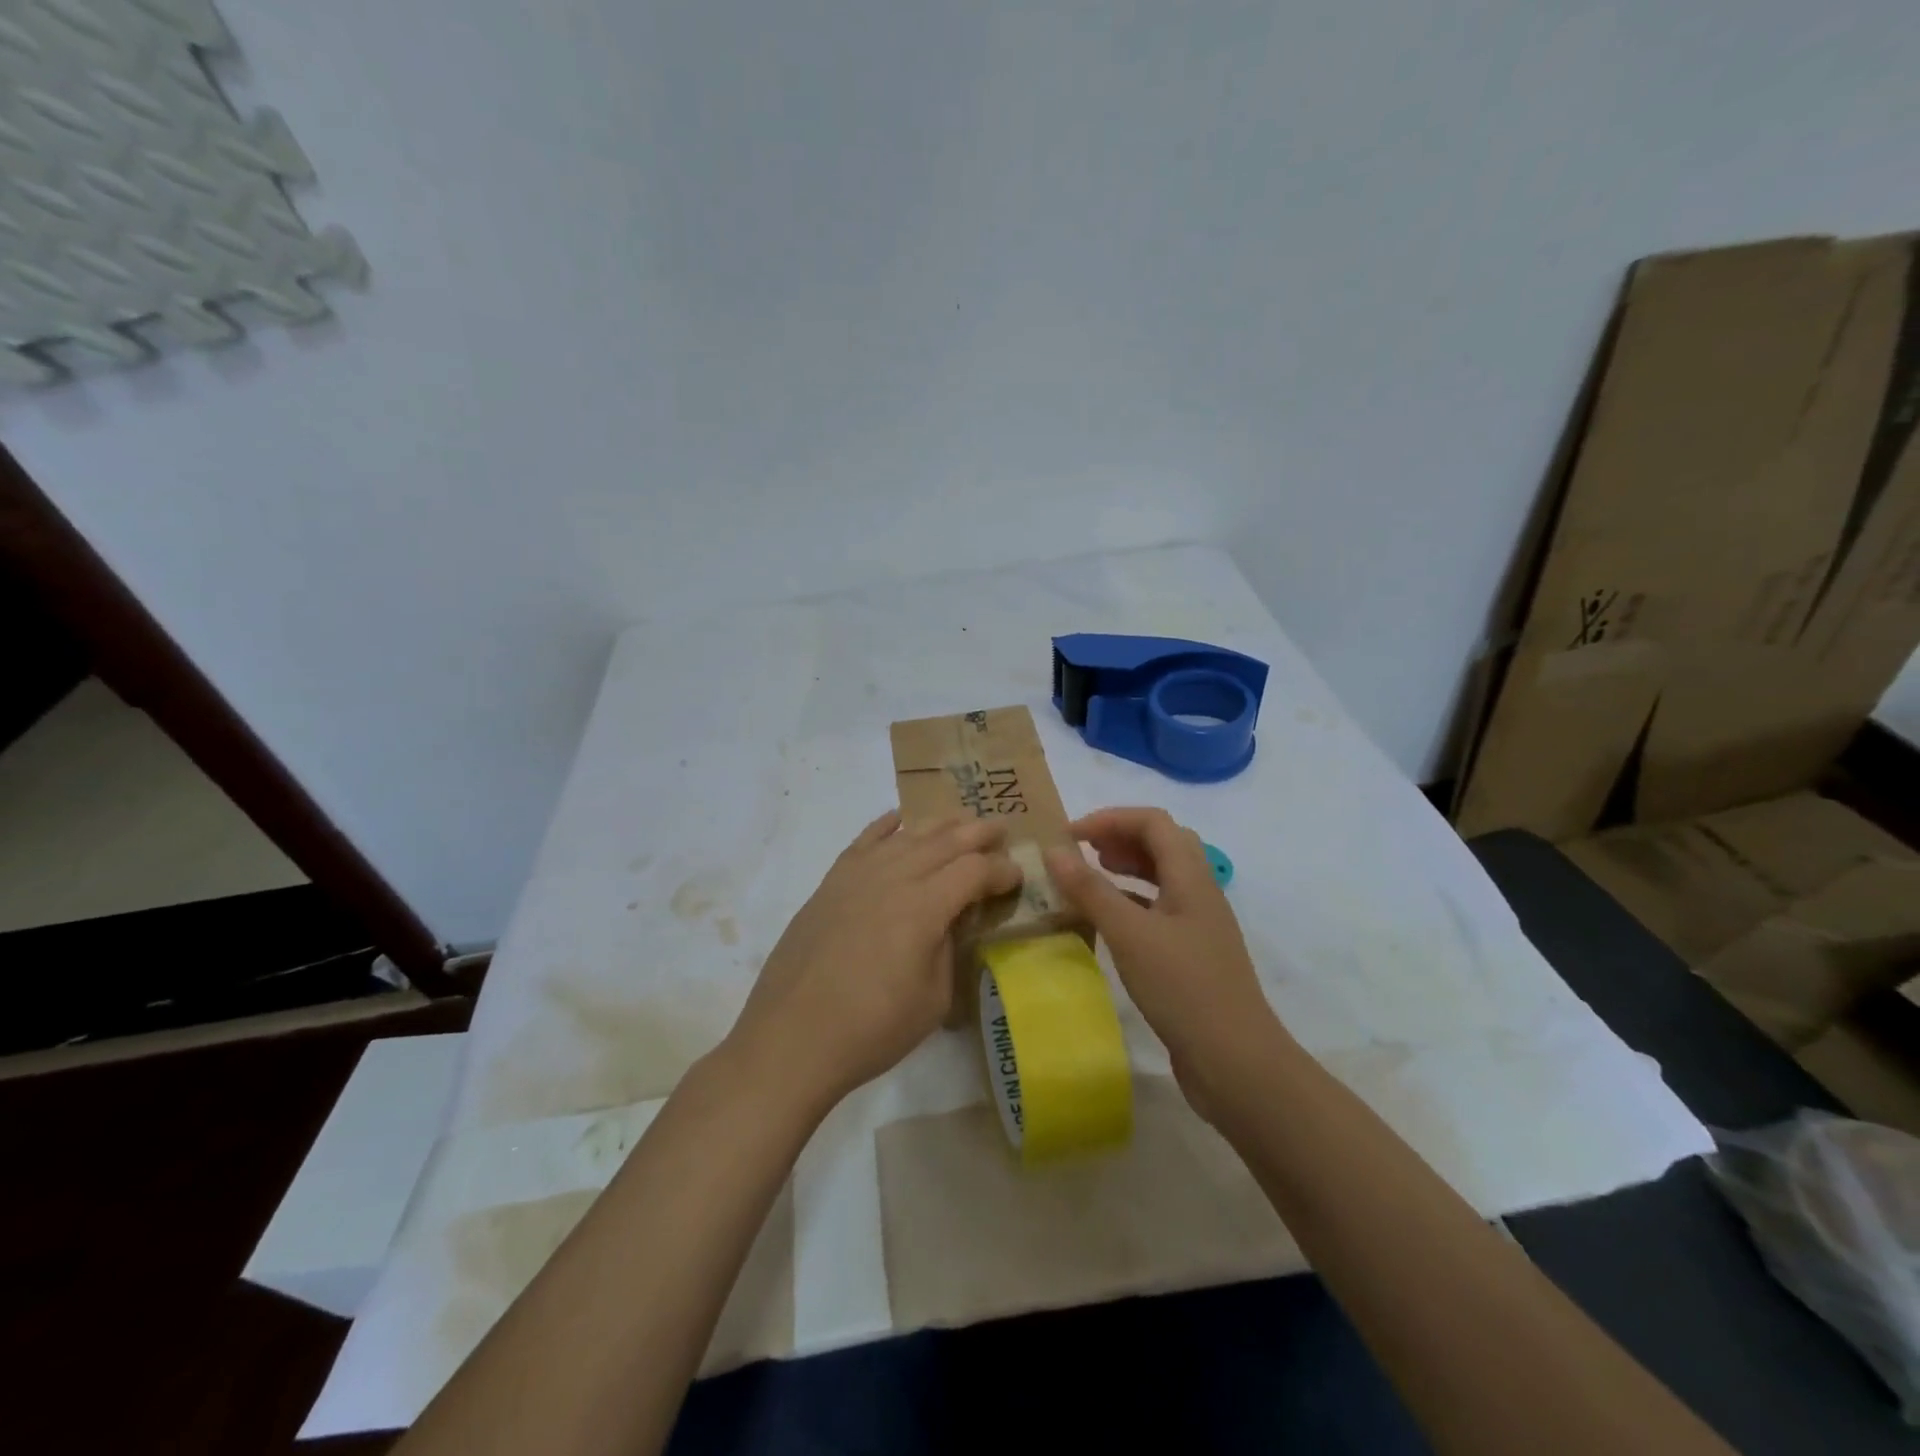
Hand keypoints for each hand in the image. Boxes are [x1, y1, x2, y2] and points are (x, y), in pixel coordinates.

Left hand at [724, 810, 1021, 1111]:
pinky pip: (863, 842)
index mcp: (925, 907)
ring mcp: (858, 876)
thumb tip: (952, 920)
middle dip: (977, 832)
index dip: (1001, 870)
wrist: (793, 1037)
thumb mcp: (934, 999)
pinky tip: (897, 819)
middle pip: (944, 841)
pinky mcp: (830, 884)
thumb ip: (950, 949)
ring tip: (959, 820)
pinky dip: (884, 826)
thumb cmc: (872, 1029)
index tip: (1017, 876)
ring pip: (906, 836)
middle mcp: (893, 878)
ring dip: (938, 825)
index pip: (974, 871)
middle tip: (1001, 828)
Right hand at [1044, 807, 1288, 1120]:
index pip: (1153, 822)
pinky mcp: (1191, 954)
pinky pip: (1158, 909)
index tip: (1070, 835)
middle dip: (1119, 837)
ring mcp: (1198, 925)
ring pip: (1161, 877)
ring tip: (1089, 876)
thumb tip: (1054, 851)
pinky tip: (1106, 920)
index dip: (1111, 818)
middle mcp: (1199, 892)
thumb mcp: (1130, 934)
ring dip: (1126, 867)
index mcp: (1191, 877)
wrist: (1236, 1062)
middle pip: (1162, 843)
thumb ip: (1091, 890)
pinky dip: (1130, 901)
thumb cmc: (1183, 988)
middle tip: (1081, 851)